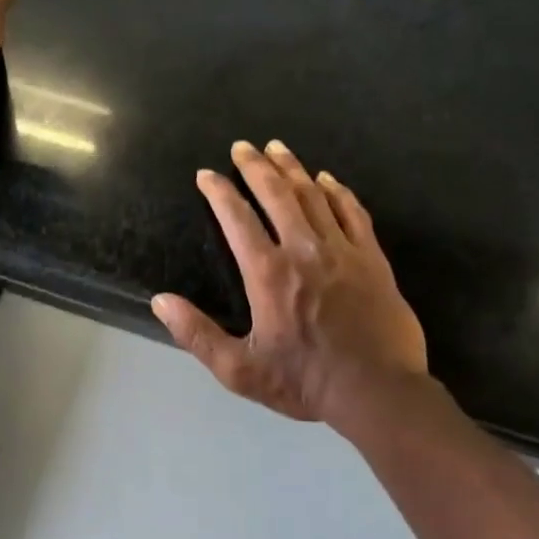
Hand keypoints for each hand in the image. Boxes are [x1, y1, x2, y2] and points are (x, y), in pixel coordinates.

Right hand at [153, 140, 430, 430]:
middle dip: (256, 167)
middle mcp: (304, 250)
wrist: (377, 391)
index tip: (206, 174)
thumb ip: (197, 334)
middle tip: (242, 146)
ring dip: (293, 169)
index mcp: (268, 274)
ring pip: (314, 196)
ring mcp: (343, 251)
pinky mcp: (372, 259)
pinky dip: (338, 191)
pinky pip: (353, 212)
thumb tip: (160, 301)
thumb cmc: (304, 381)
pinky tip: (328, 179)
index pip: (237, 219)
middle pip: (277, 195)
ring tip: (278, 148)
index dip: (219, 192)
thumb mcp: (239, 369)